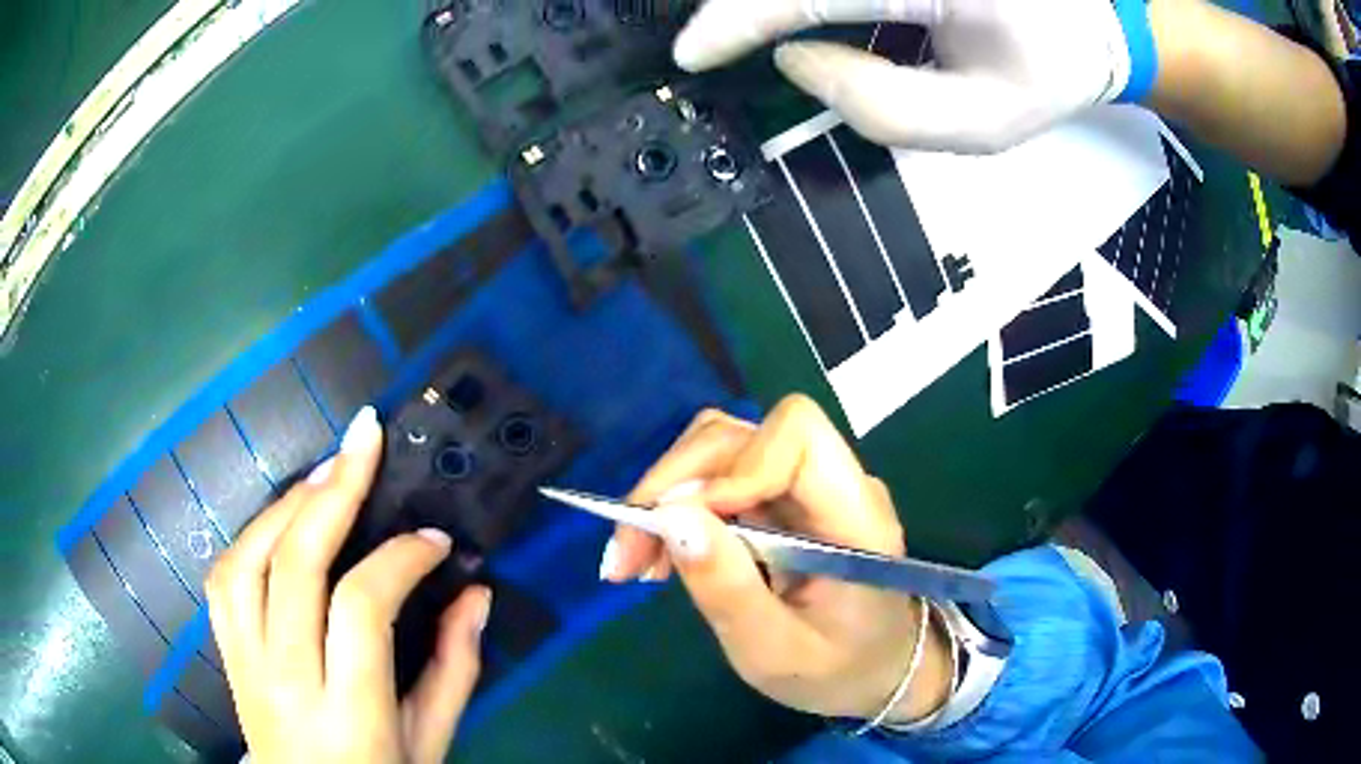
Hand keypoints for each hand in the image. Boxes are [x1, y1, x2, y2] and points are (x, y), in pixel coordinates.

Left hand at [206, 407, 491, 763]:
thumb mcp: (431, 741)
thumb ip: (455, 669)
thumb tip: (475, 594)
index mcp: (347, 711)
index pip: (363, 608)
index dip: (401, 559)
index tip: (435, 541)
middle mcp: (285, 679)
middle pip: (295, 566)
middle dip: (334, 491)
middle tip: (366, 440)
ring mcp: (245, 664)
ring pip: (249, 560)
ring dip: (287, 504)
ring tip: (327, 470)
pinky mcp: (227, 654)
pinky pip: (224, 578)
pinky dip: (251, 534)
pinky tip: (282, 516)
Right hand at [604, 396, 952, 722]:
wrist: (875, 670)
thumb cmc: (837, 670)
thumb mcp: (776, 653)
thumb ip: (729, 591)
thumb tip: (669, 518)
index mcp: (855, 514)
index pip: (798, 434)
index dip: (734, 465)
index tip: (682, 525)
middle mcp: (833, 483)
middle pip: (743, 436)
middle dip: (672, 484)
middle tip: (626, 552)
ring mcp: (806, 487)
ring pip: (722, 450)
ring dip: (666, 495)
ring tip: (636, 560)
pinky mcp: (782, 500)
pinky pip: (719, 479)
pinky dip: (678, 510)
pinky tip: (661, 556)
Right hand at [672, 0, 1161, 152]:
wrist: (1091, 23)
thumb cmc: (1042, 75)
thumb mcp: (978, 125)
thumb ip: (879, 106)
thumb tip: (792, 57)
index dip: (738, 20)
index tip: (691, 54)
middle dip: (743, 2)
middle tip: (712, 40)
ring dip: (770, 1)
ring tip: (749, 30)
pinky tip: (802, 19)